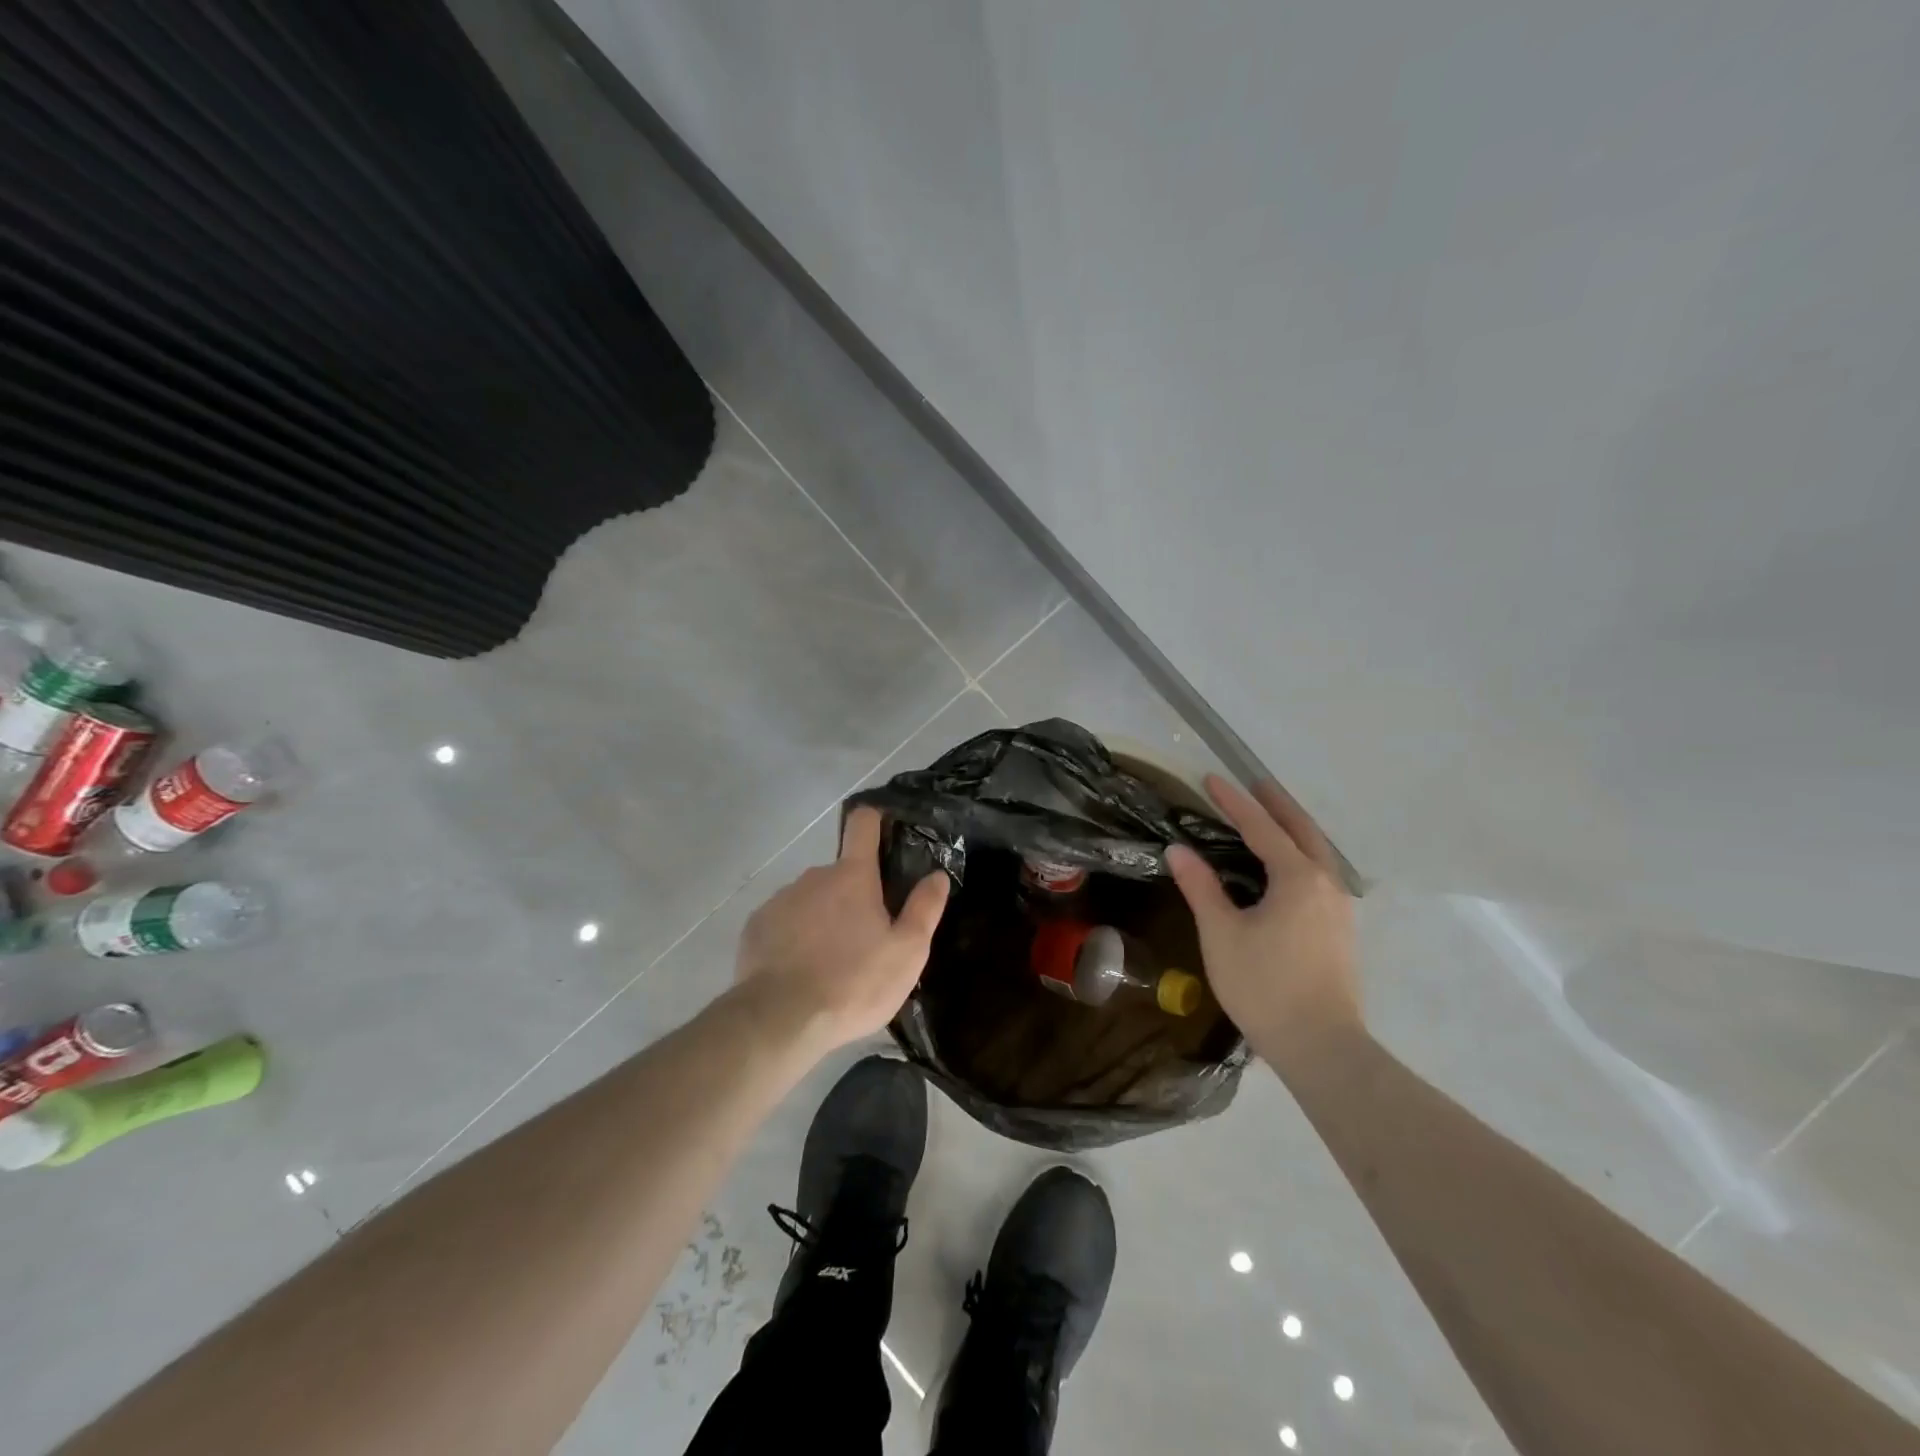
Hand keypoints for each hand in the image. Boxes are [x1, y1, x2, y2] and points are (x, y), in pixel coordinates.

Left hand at [734, 806, 950, 1052]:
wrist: (780, 1020)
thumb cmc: (854, 983)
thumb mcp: (906, 952)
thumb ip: (924, 909)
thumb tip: (937, 875)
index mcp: (852, 877)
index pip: (862, 825)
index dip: (873, 821)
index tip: (882, 829)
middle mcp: (813, 877)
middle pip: (839, 873)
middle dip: (852, 895)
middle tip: (864, 938)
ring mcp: (780, 900)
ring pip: (810, 899)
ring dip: (822, 918)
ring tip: (830, 962)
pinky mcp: (755, 927)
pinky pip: (783, 922)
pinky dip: (794, 937)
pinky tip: (799, 971)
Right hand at [1166, 775, 1361, 1072]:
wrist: (1321, 1046)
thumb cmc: (1265, 986)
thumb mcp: (1222, 933)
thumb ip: (1201, 887)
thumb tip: (1178, 850)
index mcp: (1297, 878)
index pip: (1261, 827)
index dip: (1234, 802)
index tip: (1211, 779)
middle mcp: (1326, 883)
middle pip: (1302, 830)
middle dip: (1277, 804)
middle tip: (1255, 784)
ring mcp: (1340, 907)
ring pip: (1318, 852)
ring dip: (1293, 828)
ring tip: (1271, 818)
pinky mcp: (1341, 929)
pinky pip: (1321, 873)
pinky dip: (1302, 854)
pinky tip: (1288, 868)